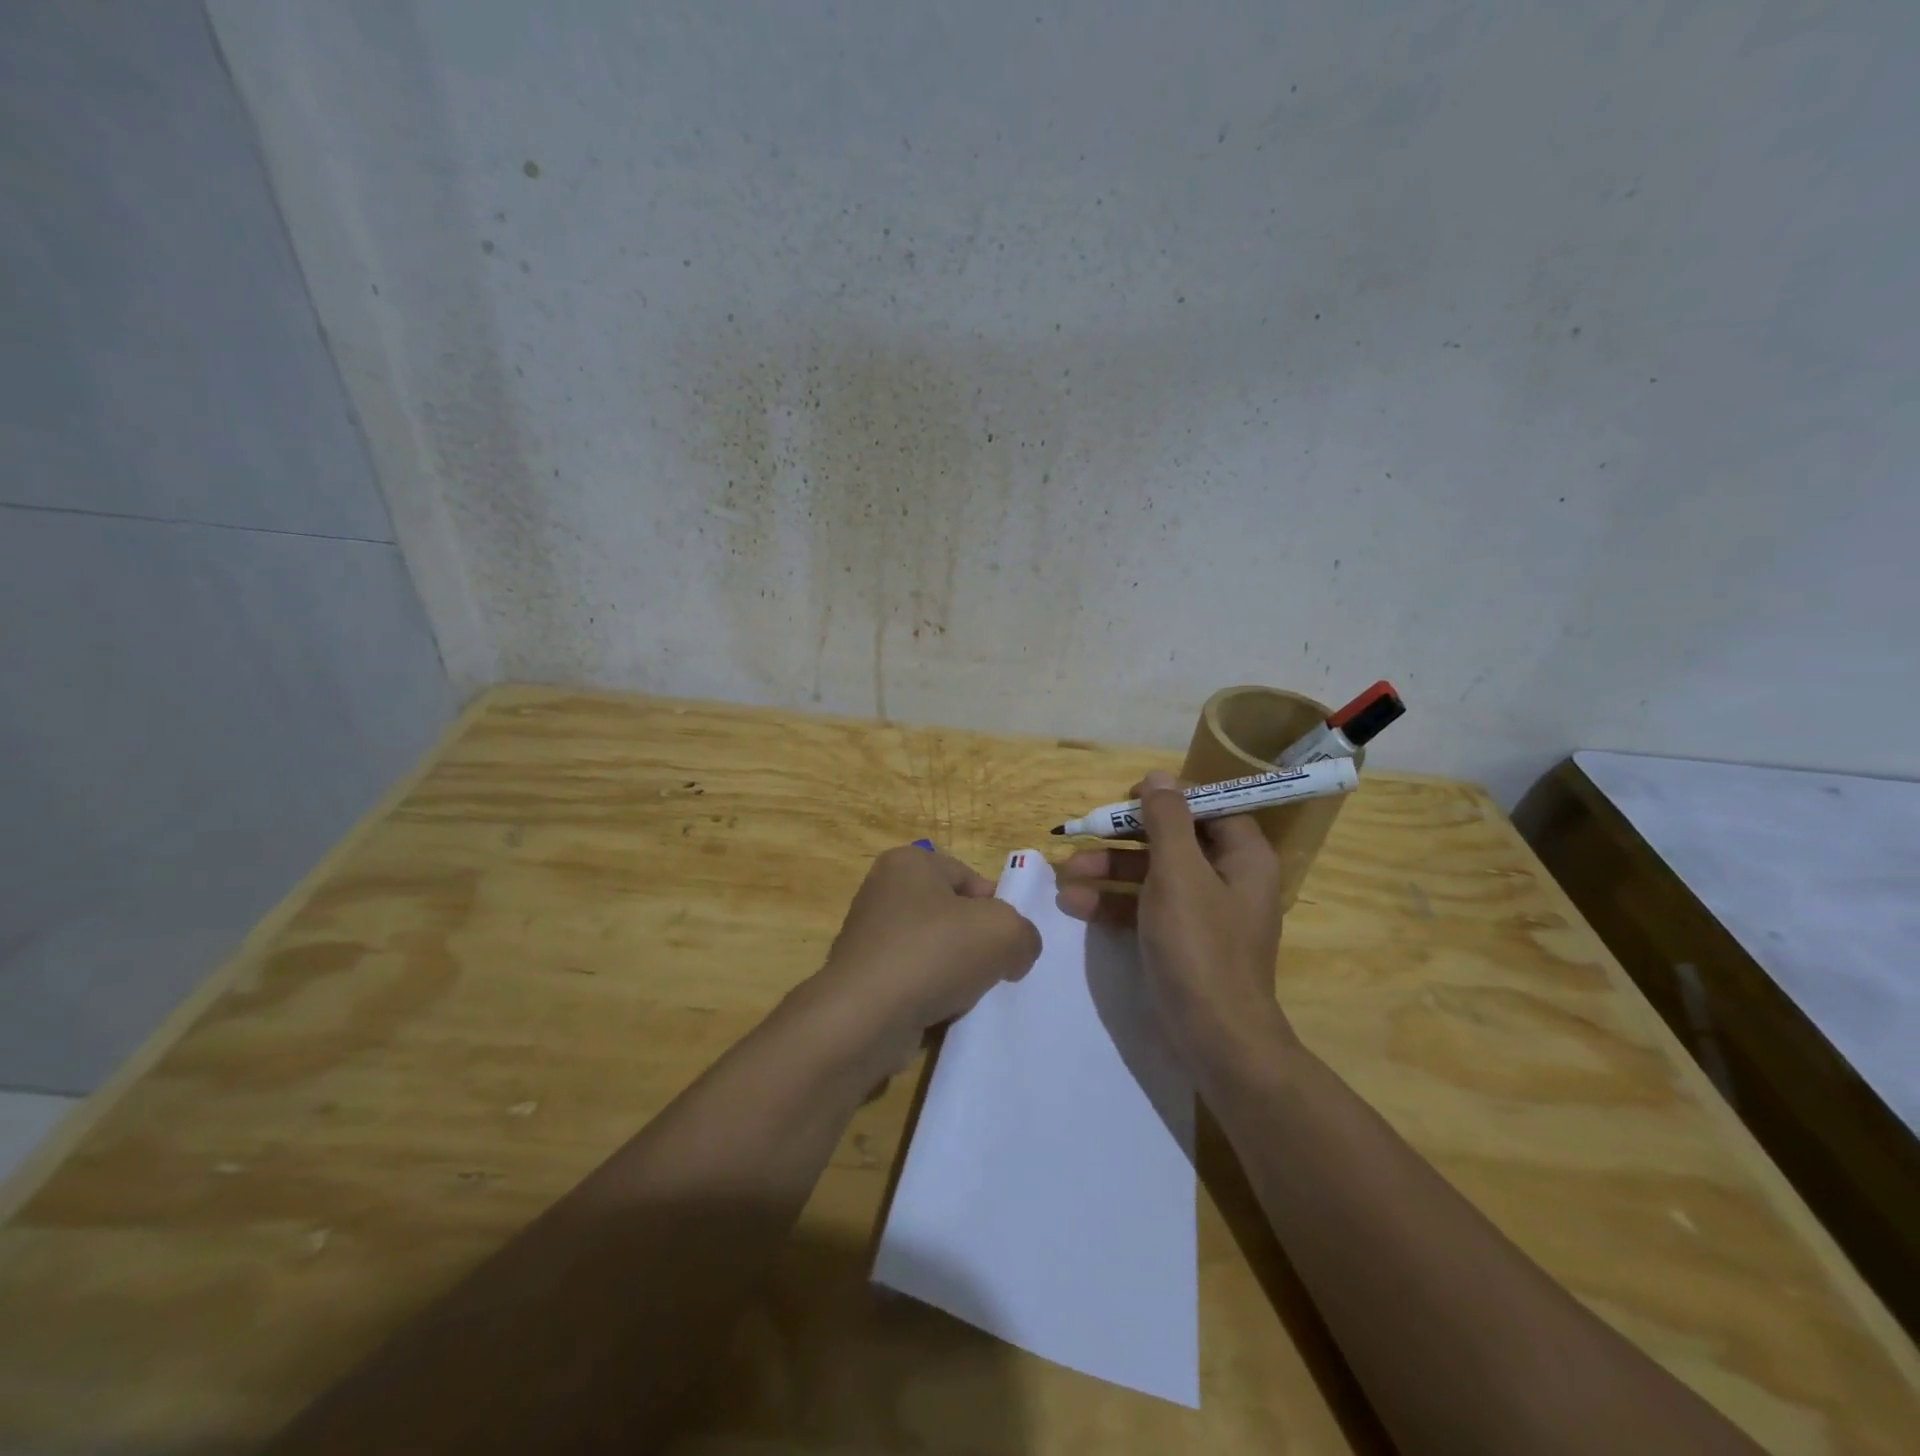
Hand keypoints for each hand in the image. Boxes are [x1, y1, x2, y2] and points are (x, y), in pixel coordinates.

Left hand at [806, 845, 1041, 1071]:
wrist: (865, 1016)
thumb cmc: (934, 953)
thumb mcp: (1004, 931)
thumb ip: (1024, 933)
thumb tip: (1016, 952)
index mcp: (909, 862)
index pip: (970, 879)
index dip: (996, 910)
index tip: (1006, 943)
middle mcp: (882, 890)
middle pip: (951, 915)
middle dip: (975, 944)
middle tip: (993, 971)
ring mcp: (867, 935)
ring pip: (932, 950)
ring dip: (953, 973)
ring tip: (965, 996)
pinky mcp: (861, 976)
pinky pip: (910, 980)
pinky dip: (928, 995)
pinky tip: (940, 1013)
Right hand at [1055, 769, 1295, 1062]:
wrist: (1214, 1038)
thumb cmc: (1199, 945)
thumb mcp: (1179, 873)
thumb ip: (1167, 820)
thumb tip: (1159, 777)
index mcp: (1242, 857)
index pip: (1208, 807)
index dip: (1168, 798)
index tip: (1127, 798)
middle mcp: (1227, 879)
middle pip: (1172, 840)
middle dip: (1123, 839)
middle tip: (1085, 833)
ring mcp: (1203, 913)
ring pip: (1152, 875)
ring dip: (1108, 871)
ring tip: (1064, 872)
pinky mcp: (1180, 941)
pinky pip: (1145, 908)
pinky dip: (1113, 904)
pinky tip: (1073, 903)